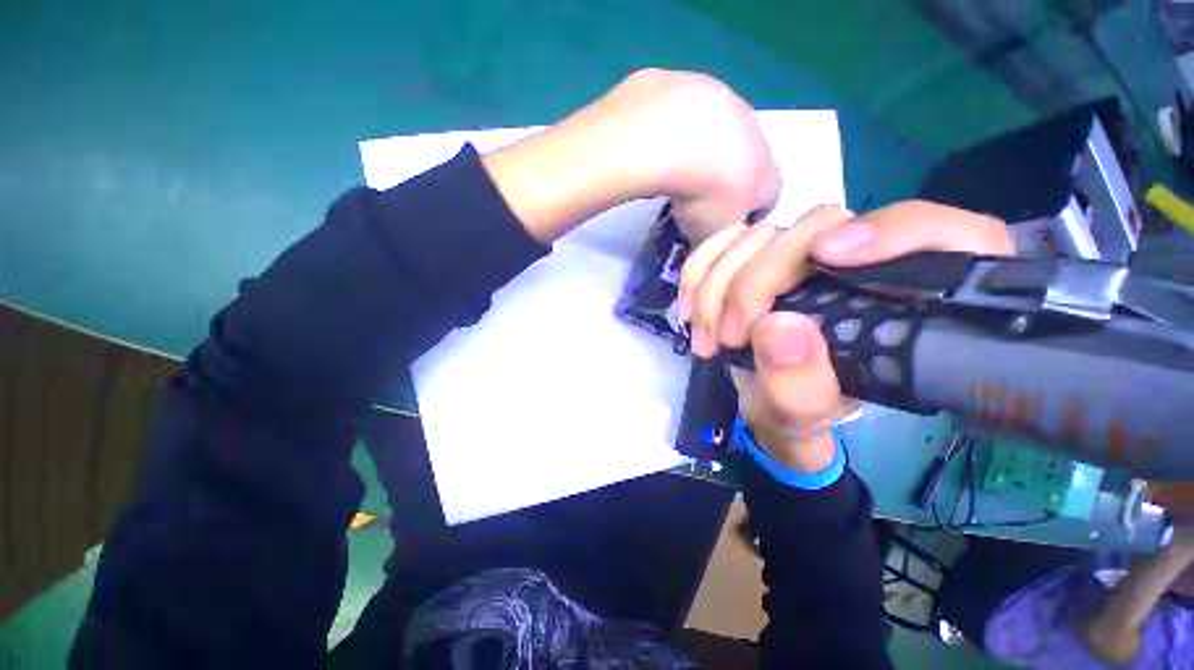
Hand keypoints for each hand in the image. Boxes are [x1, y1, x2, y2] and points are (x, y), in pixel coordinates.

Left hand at [482, 69, 779, 242]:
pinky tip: (647, 154)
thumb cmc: (691, 187)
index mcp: (757, 150)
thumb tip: (713, 249)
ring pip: (709, 138)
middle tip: (692, 206)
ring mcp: (700, 91)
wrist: (648, 138)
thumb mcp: (714, 229)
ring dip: (693, 163)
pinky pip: (677, 120)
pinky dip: (666, 142)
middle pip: (741, 161)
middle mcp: (735, 113)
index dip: (746, 215)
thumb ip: (724, 240)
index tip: (720, 228)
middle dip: (721, 187)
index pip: (770, 189)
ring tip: (668, 181)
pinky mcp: (662, 83)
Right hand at [678, 200, 1011, 470]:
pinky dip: (700, 268)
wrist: (769, 399)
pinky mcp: (762, 255)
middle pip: (817, 227)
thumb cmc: (801, 410)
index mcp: (913, 300)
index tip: (826, 258)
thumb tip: (778, 326)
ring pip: (760, 233)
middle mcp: (861, 261)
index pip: (939, 233)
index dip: (890, 232)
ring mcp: (805, 252)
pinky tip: (690, 304)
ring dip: (717, 281)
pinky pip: (726, 242)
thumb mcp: (803, 416)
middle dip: (755, 282)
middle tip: (724, 336)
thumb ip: (800, 386)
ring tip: (703, 333)